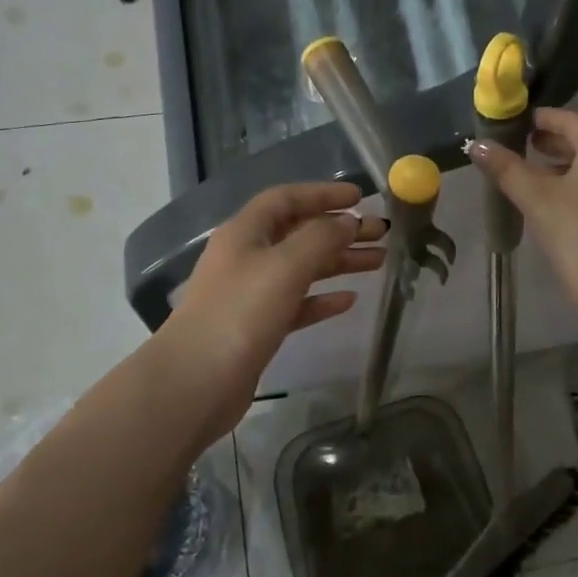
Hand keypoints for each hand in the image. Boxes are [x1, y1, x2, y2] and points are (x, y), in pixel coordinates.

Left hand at [158, 182, 385, 441]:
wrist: (196, 382)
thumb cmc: (240, 313)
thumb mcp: (285, 266)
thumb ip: (321, 238)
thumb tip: (348, 221)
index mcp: (245, 233)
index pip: (286, 199)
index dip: (323, 194)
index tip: (360, 197)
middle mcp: (246, 257)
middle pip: (299, 233)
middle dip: (339, 230)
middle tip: (380, 233)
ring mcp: (251, 293)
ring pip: (302, 268)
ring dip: (338, 262)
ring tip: (378, 262)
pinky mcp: (258, 327)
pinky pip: (297, 303)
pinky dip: (322, 298)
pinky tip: (349, 300)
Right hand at [467, 107, 577, 305]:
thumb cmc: (577, 232)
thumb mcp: (535, 198)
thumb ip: (506, 168)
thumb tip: (476, 145)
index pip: (572, 120)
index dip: (545, 118)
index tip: (520, 123)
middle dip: (554, 142)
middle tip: (523, 146)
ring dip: (565, 165)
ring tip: (534, 176)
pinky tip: (557, 205)